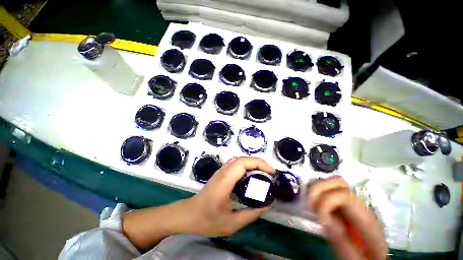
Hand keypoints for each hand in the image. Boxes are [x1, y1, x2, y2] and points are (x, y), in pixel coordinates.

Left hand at [183, 156, 274, 236]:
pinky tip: (251, 176)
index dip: (258, 163)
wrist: (189, 214)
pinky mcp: (221, 173)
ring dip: (252, 163)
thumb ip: (250, 215)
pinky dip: (246, 166)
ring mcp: (221, 171)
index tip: (271, 172)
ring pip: (239, 160)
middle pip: (242, 159)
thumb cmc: (207, 219)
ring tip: (263, 173)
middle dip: (258, 163)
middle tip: (270, 173)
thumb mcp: (231, 223)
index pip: (242, 163)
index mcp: (225, 181)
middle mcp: (223, 172)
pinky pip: (236, 164)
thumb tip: (265, 206)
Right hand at [308, 177, 387, 259]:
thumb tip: (324, 221)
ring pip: (331, 182)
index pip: (344, 195)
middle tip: (310, 206)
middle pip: (338, 182)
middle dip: (319, 189)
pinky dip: (316, 193)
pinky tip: (314, 205)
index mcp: (367, 220)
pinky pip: (327, 190)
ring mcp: (350, 203)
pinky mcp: (342, 205)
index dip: (326, 202)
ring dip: (316, 190)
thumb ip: (341, 242)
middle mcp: (359, 206)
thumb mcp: (354, 258)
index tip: (320, 221)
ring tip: (311, 205)